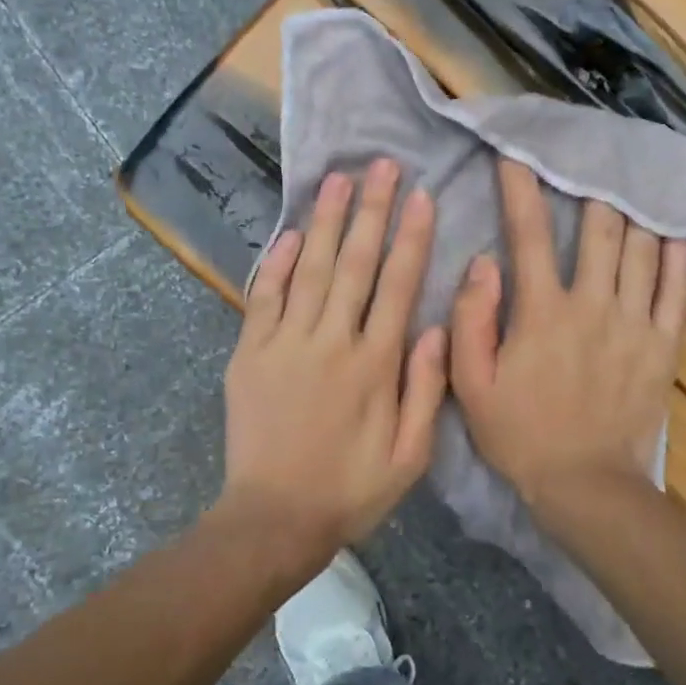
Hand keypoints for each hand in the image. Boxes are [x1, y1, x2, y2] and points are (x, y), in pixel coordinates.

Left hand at [220, 159, 448, 563]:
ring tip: (339, 180)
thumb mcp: (409, 457)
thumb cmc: (350, 490)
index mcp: (374, 365)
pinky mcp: (250, 353)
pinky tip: (291, 232)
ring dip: (327, 222)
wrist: (273, 519)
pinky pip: (265, 297)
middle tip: (382, 165)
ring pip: (312, 270)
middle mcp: (331, 342)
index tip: (420, 196)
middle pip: (355, 264)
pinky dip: (278, 262)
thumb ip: (426, 390)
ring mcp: (285, 344)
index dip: (410, 238)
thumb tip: (435, 328)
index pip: (397, 286)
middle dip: (371, 211)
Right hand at [449, 159, 685, 511]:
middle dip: (590, 187)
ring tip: (631, 181)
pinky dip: (678, 254)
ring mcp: (634, 322)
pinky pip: (676, 289)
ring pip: (640, 249)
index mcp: (541, 311)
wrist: (586, 486)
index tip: (516, 155)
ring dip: (633, 211)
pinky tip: (675, 228)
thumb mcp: (471, 384)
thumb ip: (471, 320)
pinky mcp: (663, 345)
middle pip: (598, 229)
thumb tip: (483, 263)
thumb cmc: (521, 434)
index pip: (528, 234)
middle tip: (588, 159)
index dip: (520, 188)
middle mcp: (592, 304)